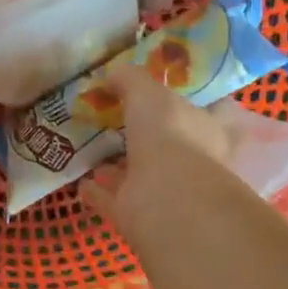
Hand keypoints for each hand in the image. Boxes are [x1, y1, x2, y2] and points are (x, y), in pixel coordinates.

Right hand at [80, 66, 287, 241]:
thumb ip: (131, 79)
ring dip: (119, 164)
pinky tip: (79, 181)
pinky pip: (113, 199)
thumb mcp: (148, 92)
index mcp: (208, 129)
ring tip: (93, 147)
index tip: (163, 90)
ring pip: (140, 172)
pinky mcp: (139, 214)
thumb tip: (113, 74)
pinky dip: (98, 191)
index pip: (208, 110)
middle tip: (116, 117)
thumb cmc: (169, 135)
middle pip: (169, 143)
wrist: (167, 199)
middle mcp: (193, 161)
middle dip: (146, 133)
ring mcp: (166, 191)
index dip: (187, 99)